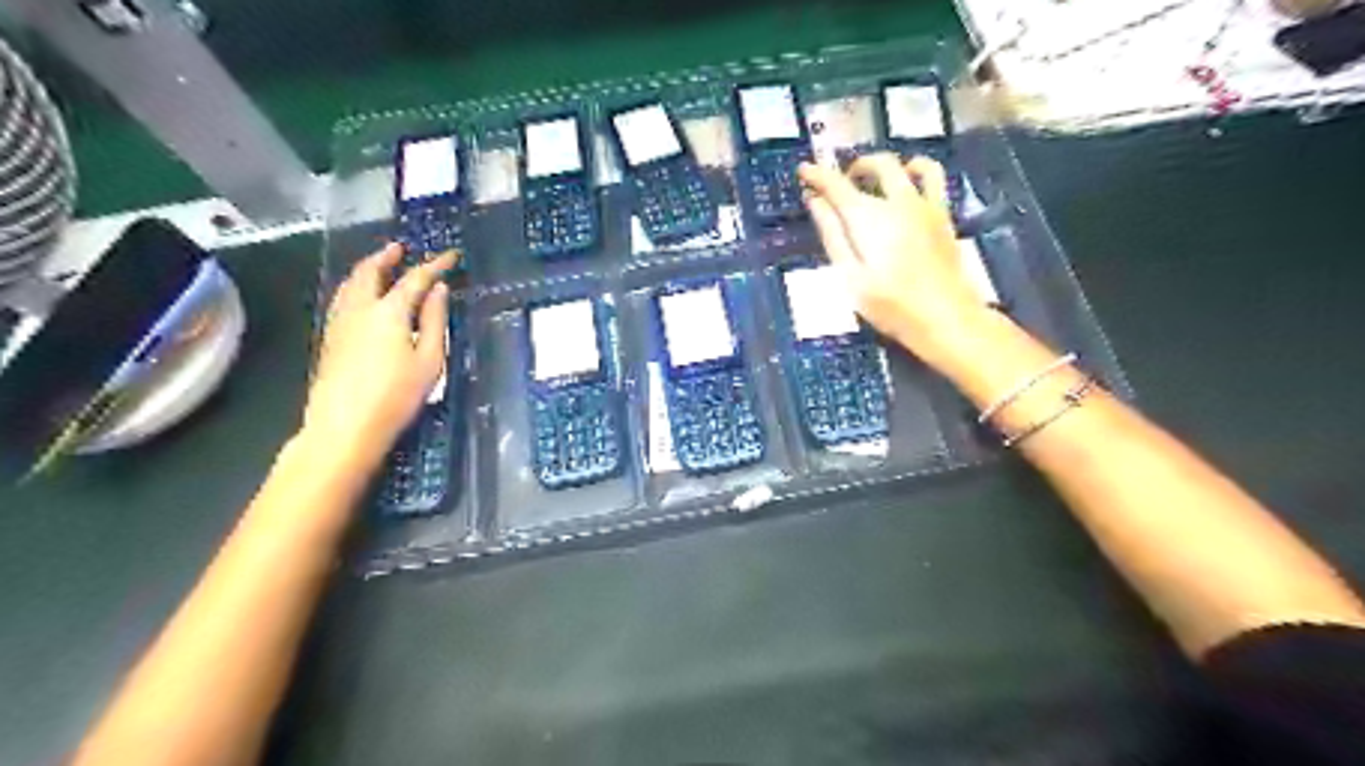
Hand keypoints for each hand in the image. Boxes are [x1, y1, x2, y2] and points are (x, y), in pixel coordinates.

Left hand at [301, 245, 453, 466]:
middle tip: (400, 249)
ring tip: (380, 267)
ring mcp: (339, 323)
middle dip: (386, 257)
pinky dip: (355, 287)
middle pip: (370, 272)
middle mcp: (360, 309)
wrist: (345, 426)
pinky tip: (362, 298)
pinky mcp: (329, 339)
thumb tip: (439, 291)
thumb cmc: (396, 396)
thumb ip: (435, 321)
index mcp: (389, 312)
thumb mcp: (430, 360)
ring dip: (367, 270)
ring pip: (350, 284)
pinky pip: (342, 299)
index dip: (435, 265)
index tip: (451, 256)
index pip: (415, 279)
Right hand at [801, 154, 993, 368]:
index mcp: (869, 217)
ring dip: (890, 165)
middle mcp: (899, 201)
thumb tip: (815, 201)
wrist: (946, 318)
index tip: (803, 170)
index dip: (817, 175)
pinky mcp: (944, 217)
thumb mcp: (850, 276)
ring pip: (911, 165)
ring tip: (876, 182)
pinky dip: (918, 173)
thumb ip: (833, 234)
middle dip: (854, 167)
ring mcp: (926, 206)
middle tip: (840, 184)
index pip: (837, 185)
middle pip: (877, 165)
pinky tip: (910, 189)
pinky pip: (934, 179)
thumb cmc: (890, 304)